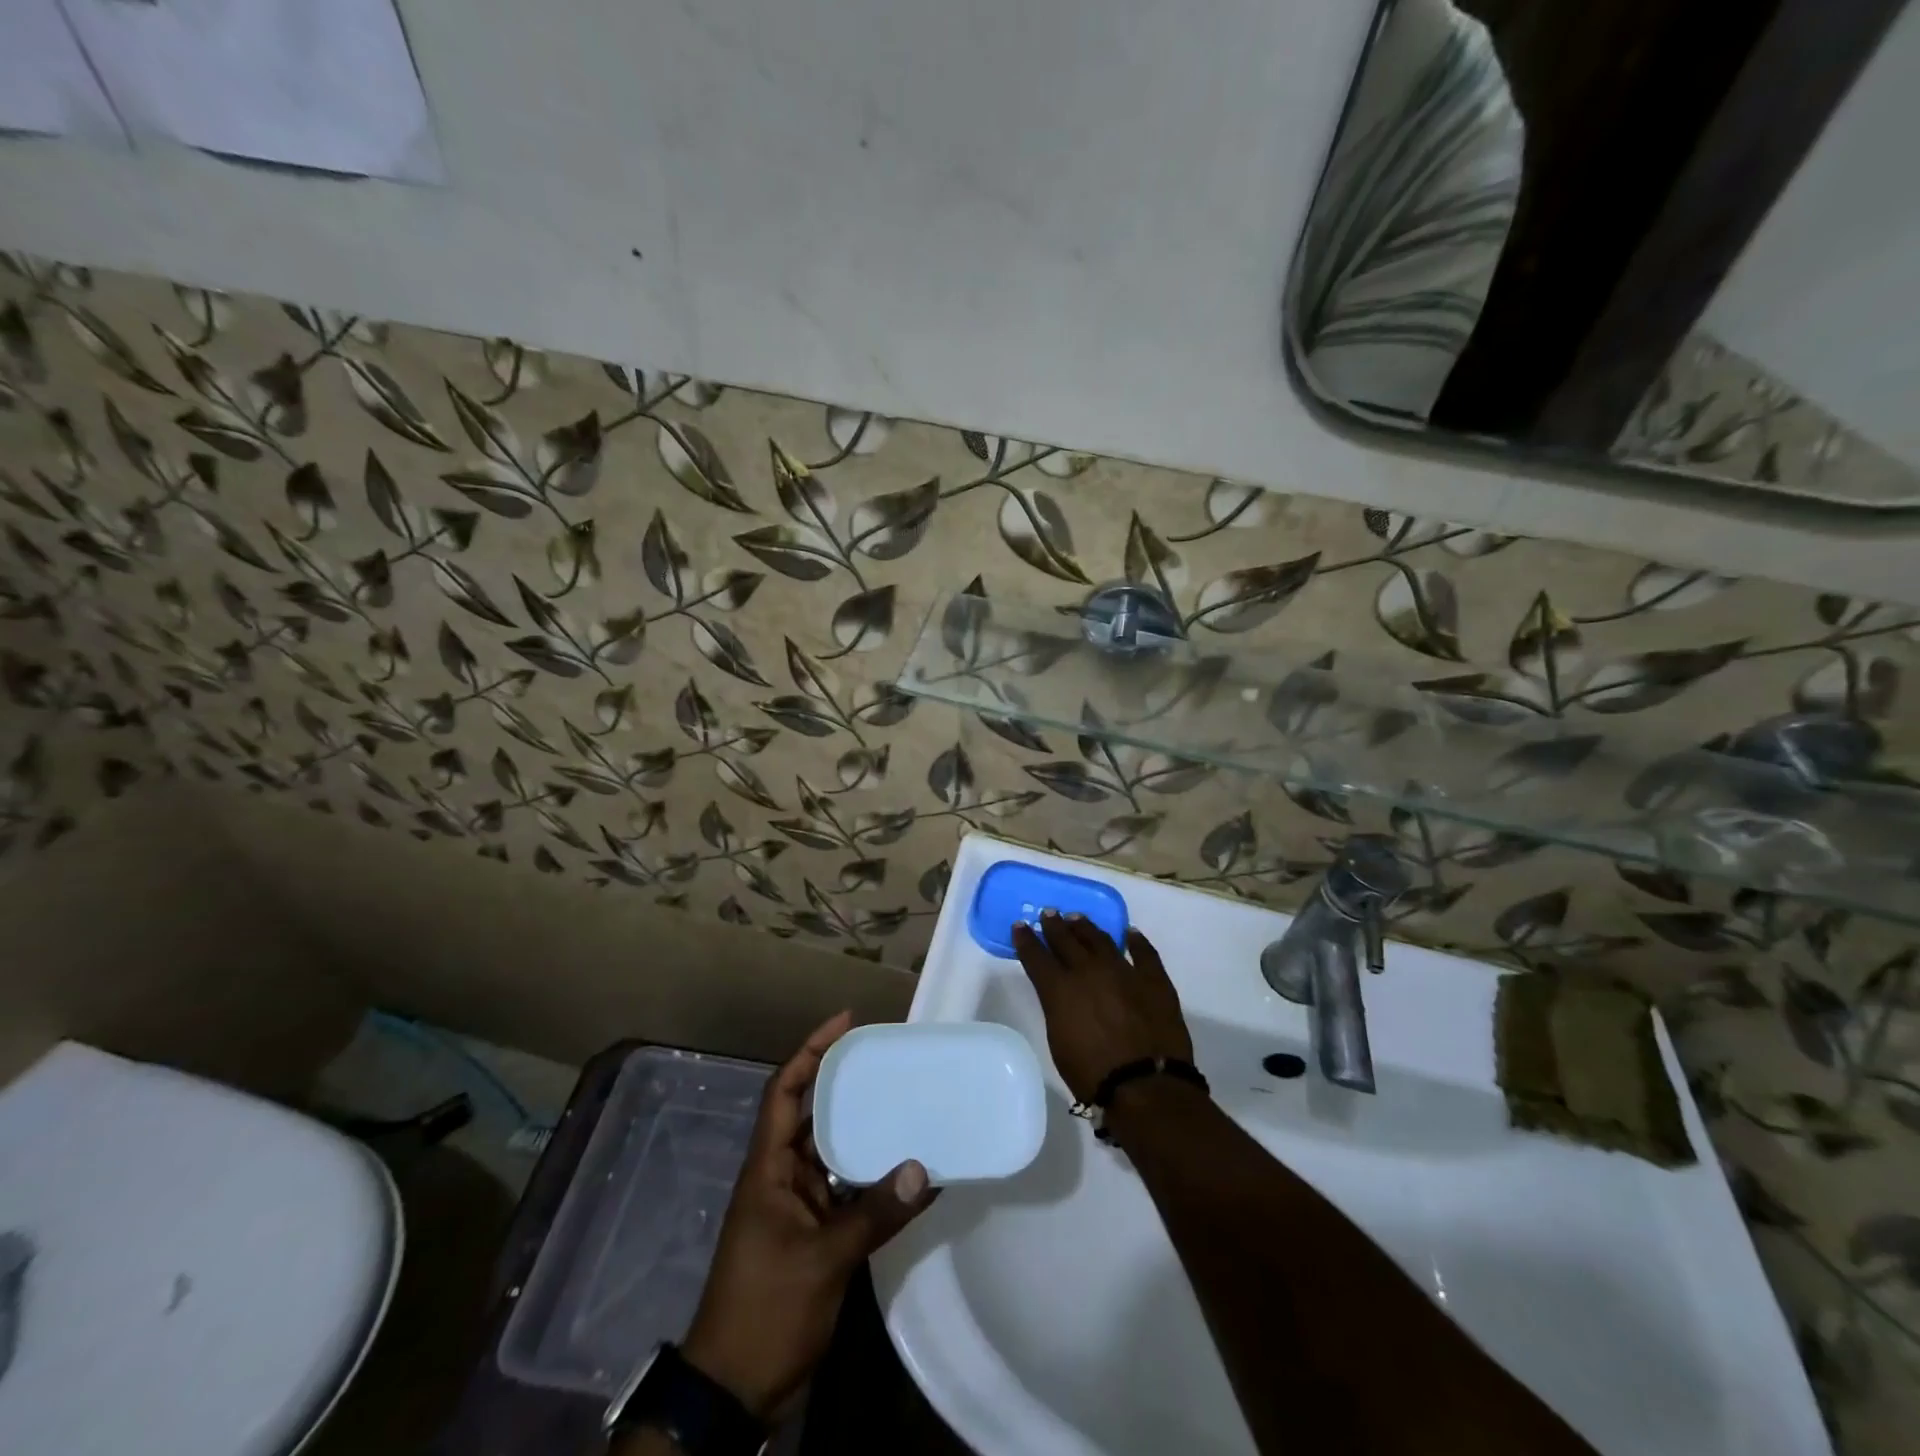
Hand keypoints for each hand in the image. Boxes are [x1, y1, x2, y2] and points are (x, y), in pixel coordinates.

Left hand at [681, 1012, 936, 1421]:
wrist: (734, 1389)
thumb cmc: (765, 1309)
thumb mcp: (822, 1259)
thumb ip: (873, 1214)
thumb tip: (924, 1169)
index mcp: (768, 1168)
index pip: (784, 1091)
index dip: (810, 1051)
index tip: (845, 1022)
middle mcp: (782, 1177)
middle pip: (815, 1116)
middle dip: (848, 1087)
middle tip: (891, 1062)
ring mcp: (797, 1208)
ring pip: (835, 1155)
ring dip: (867, 1136)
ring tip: (910, 1107)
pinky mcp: (814, 1236)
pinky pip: (848, 1194)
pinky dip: (875, 1184)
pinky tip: (911, 1177)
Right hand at [1011, 912, 1194, 1104]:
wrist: (1145, 1086)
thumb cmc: (1093, 1075)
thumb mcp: (1059, 1042)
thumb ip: (1057, 1009)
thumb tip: (1060, 996)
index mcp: (1060, 989)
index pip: (1036, 956)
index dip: (1026, 940)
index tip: (1020, 926)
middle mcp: (1089, 971)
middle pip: (1067, 940)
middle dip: (1054, 926)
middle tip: (1048, 913)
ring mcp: (1124, 971)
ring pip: (1101, 939)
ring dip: (1086, 927)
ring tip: (1078, 918)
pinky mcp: (1154, 980)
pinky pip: (1144, 952)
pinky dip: (1136, 941)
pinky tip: (1131, 933)